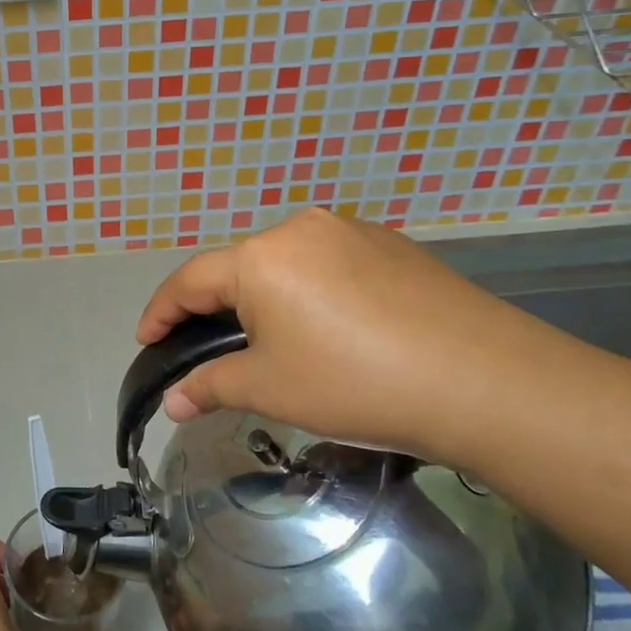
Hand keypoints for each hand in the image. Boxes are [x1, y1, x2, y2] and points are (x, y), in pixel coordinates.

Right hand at [135, 208, 586, 465]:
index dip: (161, 312)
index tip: (146, 341)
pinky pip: (330, 265)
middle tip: (211, 351)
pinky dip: (313, 294)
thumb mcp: (271, 389)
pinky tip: (334, 331)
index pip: (190, 280)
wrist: (484, 381)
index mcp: (261, 257)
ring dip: (267, 300)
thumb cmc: (356, 383)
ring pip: (286, 265)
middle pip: (239, 269)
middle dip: (216, 309)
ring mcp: (351, 232)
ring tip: (275, 344)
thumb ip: (212, 386)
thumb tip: (173, 401)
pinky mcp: (392, 245)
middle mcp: (299, 229)